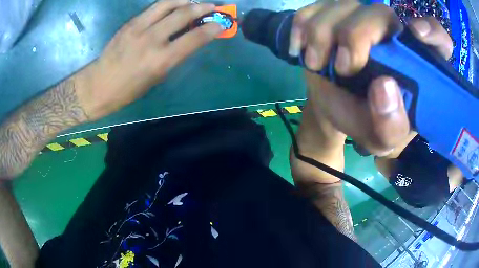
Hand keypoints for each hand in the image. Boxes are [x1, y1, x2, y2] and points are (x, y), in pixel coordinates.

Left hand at [75, 0, 222, 119]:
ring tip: (193, 2)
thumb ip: (175, 55)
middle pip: (184, 13)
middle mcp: (152, 39)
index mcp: (161, 60)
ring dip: (186, 0)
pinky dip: (168, 3)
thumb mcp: (157, 77)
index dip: (212, 28)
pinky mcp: (130, 22)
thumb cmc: (129, 89)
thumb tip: (189, 38)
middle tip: (213, 7)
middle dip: (203, 7)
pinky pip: (154, 7)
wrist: (99, 84)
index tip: (222, 23)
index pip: (195, 38)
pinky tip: (174, 6)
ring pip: (168, 3)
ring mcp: (139, 27)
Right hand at [290, 1, 452, 155]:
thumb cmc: (365, 121)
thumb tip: (384, 88)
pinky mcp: (332, 13)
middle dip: (356, 35)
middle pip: (380, 13)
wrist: (336, 107)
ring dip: (322, 35)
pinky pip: (313, 7)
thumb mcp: (381, 140)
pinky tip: (300, 49)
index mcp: (417, 65)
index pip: (438, 39)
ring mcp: (361, 18)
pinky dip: (301, 28)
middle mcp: (393, 33)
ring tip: (317, 64)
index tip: (417, 34)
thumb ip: (390, 127)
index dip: (433, 32)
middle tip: (343, 67)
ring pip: (342, 5)